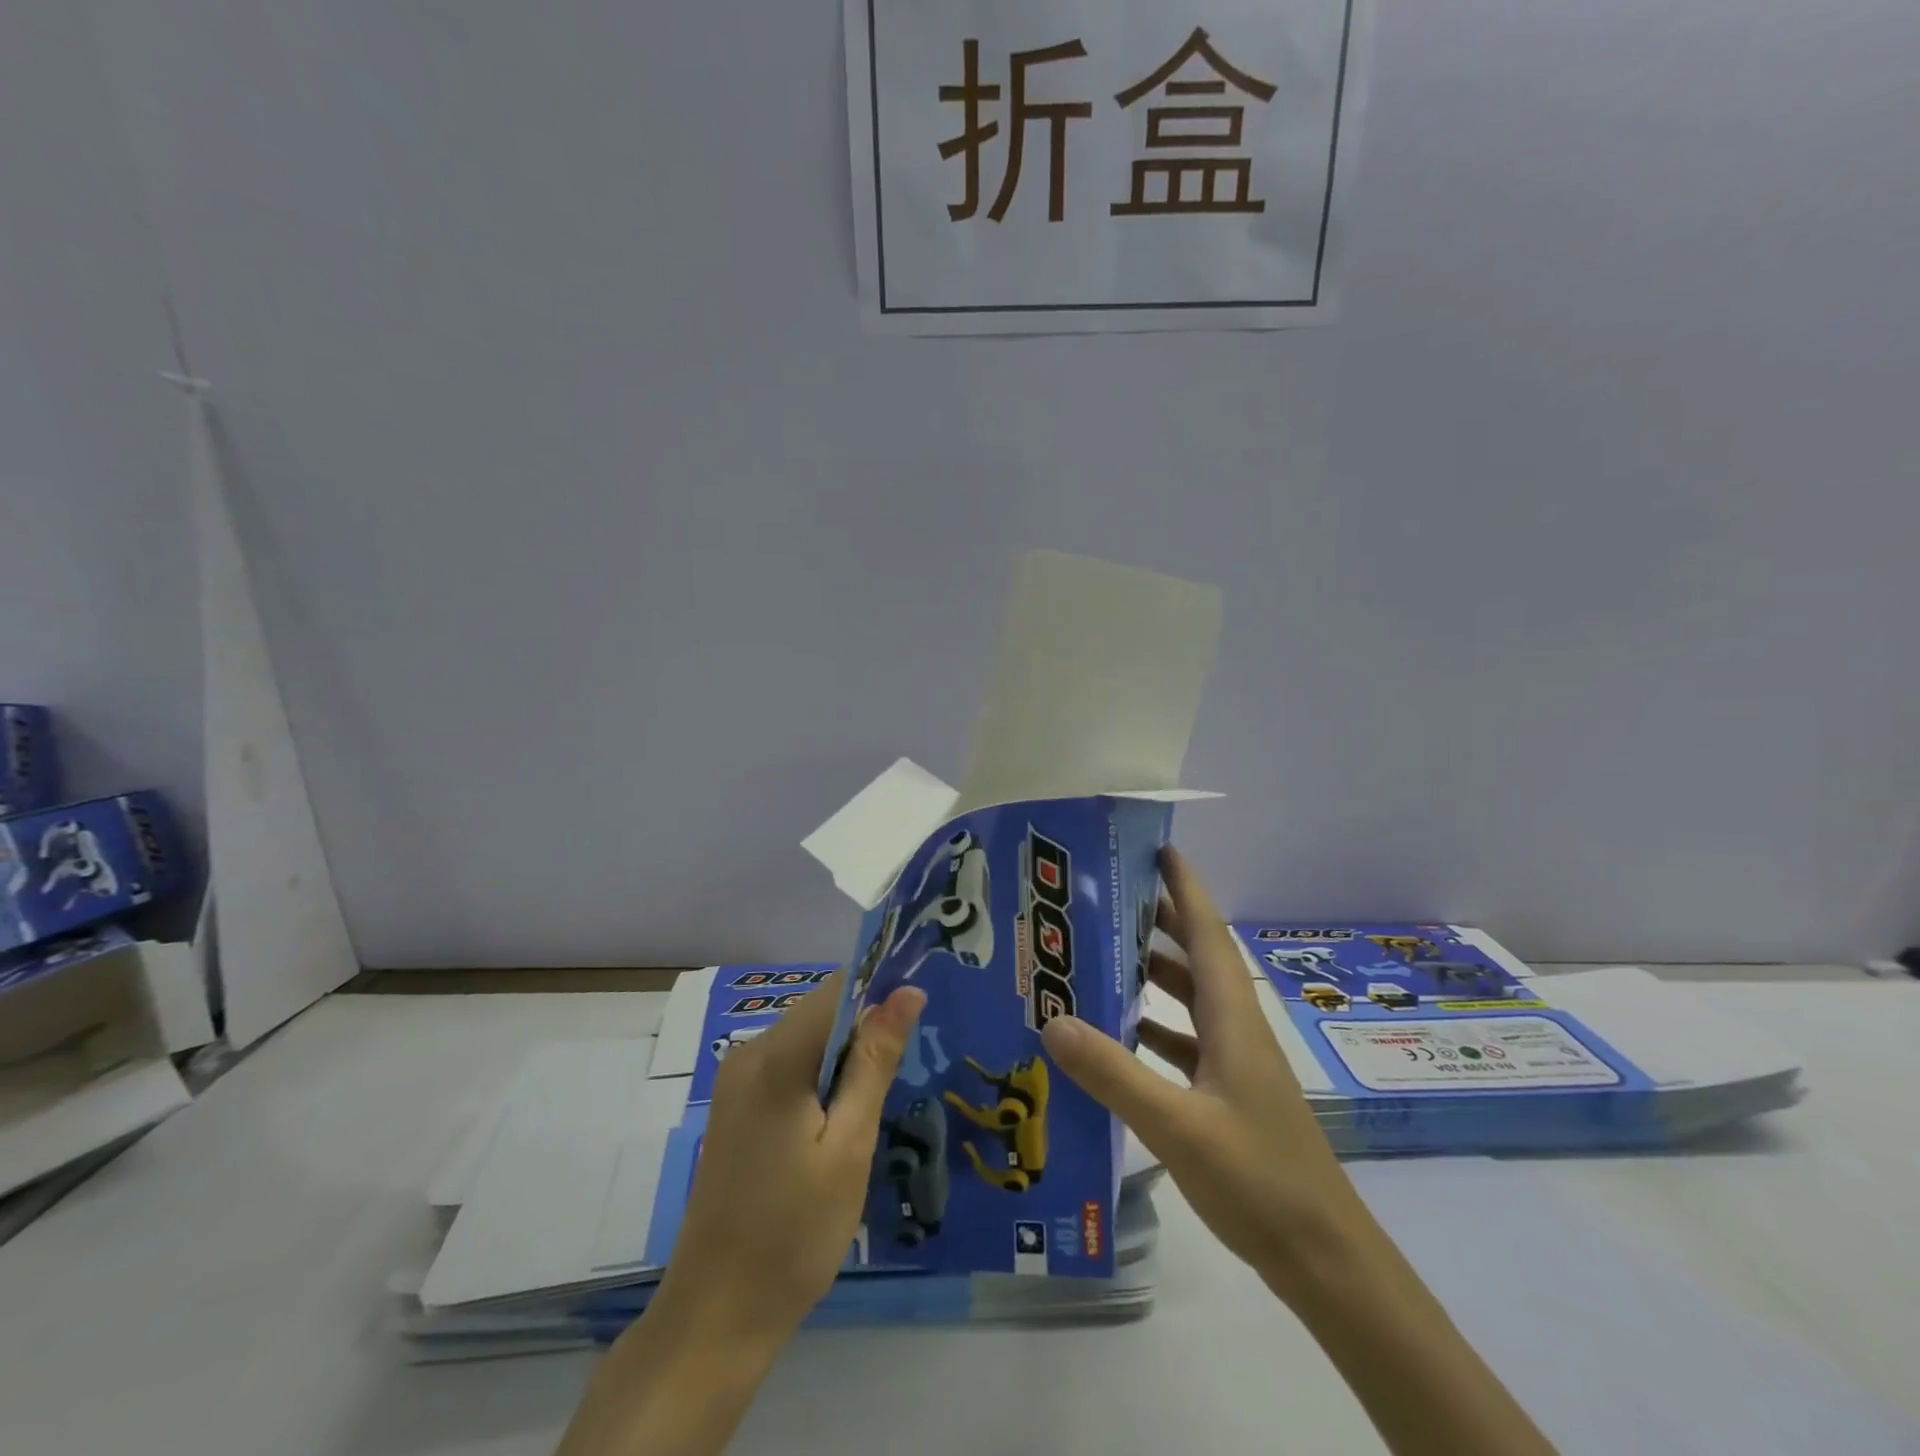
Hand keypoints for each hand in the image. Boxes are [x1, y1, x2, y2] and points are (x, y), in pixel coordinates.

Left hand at [559, 978, 926, 1455]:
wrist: (715, 1316)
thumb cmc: (794, 1233)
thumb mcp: (850, 1146)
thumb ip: (875, 1061)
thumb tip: (907, 991)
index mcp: (776, 1057)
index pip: (838, 990)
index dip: (881, 992)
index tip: (922, 1014)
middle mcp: (749, 1054)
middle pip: (820, 1012)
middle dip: (866, 1026)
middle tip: (910, 1064)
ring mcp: (736, 1081)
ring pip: (806, 1039)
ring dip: (846, 1055)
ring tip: (885, 1092)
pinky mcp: (735, 1107)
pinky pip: (788, 1066)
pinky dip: (821, 1076)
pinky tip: (845, 1116)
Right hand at [1040, 846, 1361, 1289]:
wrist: (1324, 1260)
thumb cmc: (1260, 1180)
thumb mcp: (1178, 1126)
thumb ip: (1114, 1073)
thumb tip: (1052, 1018)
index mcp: (1233, 1017)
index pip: (1207, 932)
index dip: (1185, 886)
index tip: (1156, 848)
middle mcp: (1235, 1028)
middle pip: (1195, 957)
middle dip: (1157, 921)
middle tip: (1104, 898)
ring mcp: (1233, 1063)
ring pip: (1187, 1000)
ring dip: (1151, 975)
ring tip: (1098, 957)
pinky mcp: (1226, 1095)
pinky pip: (1182, 1042)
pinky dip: (1151, 1028)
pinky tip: (1115, 1036)